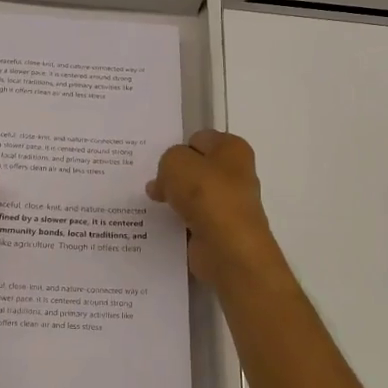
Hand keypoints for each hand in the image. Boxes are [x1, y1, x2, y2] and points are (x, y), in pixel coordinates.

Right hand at [147, 130, 286, 287]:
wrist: (227, 248)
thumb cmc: (206, 195)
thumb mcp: (176, 162)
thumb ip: (167, 161)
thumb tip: (166, 181)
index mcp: (232, 149)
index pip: (198, 139)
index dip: (178, 149)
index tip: (160, 163)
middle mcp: (235, 173)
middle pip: (195, 168)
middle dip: (174, 176)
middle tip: (152, 184)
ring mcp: (228, 204)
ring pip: (192, 195)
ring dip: (174, 200)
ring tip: (152, 203)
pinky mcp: (219, 230)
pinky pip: (192, 219)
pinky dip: (178, 222)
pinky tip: (162, 224)